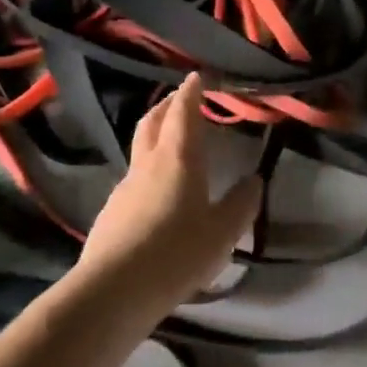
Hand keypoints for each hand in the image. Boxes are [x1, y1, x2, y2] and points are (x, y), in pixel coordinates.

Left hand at [76, 73, 260, 315]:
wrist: (114, 289)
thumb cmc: (177, 252)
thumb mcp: (222, 232)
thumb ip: (241, 204)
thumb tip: (254, 180)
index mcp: (178, 158)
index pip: (183, 112)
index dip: (190, 91)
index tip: (196, 77)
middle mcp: (148, 163)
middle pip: (153, 122)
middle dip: (167, 105)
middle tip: (180, 99)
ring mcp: (125, 186)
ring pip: (140, 149)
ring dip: (154, 136)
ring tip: (170, 143)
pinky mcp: (111, 211)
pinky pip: (133, 178)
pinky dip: (147, 169)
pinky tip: (155, 192)